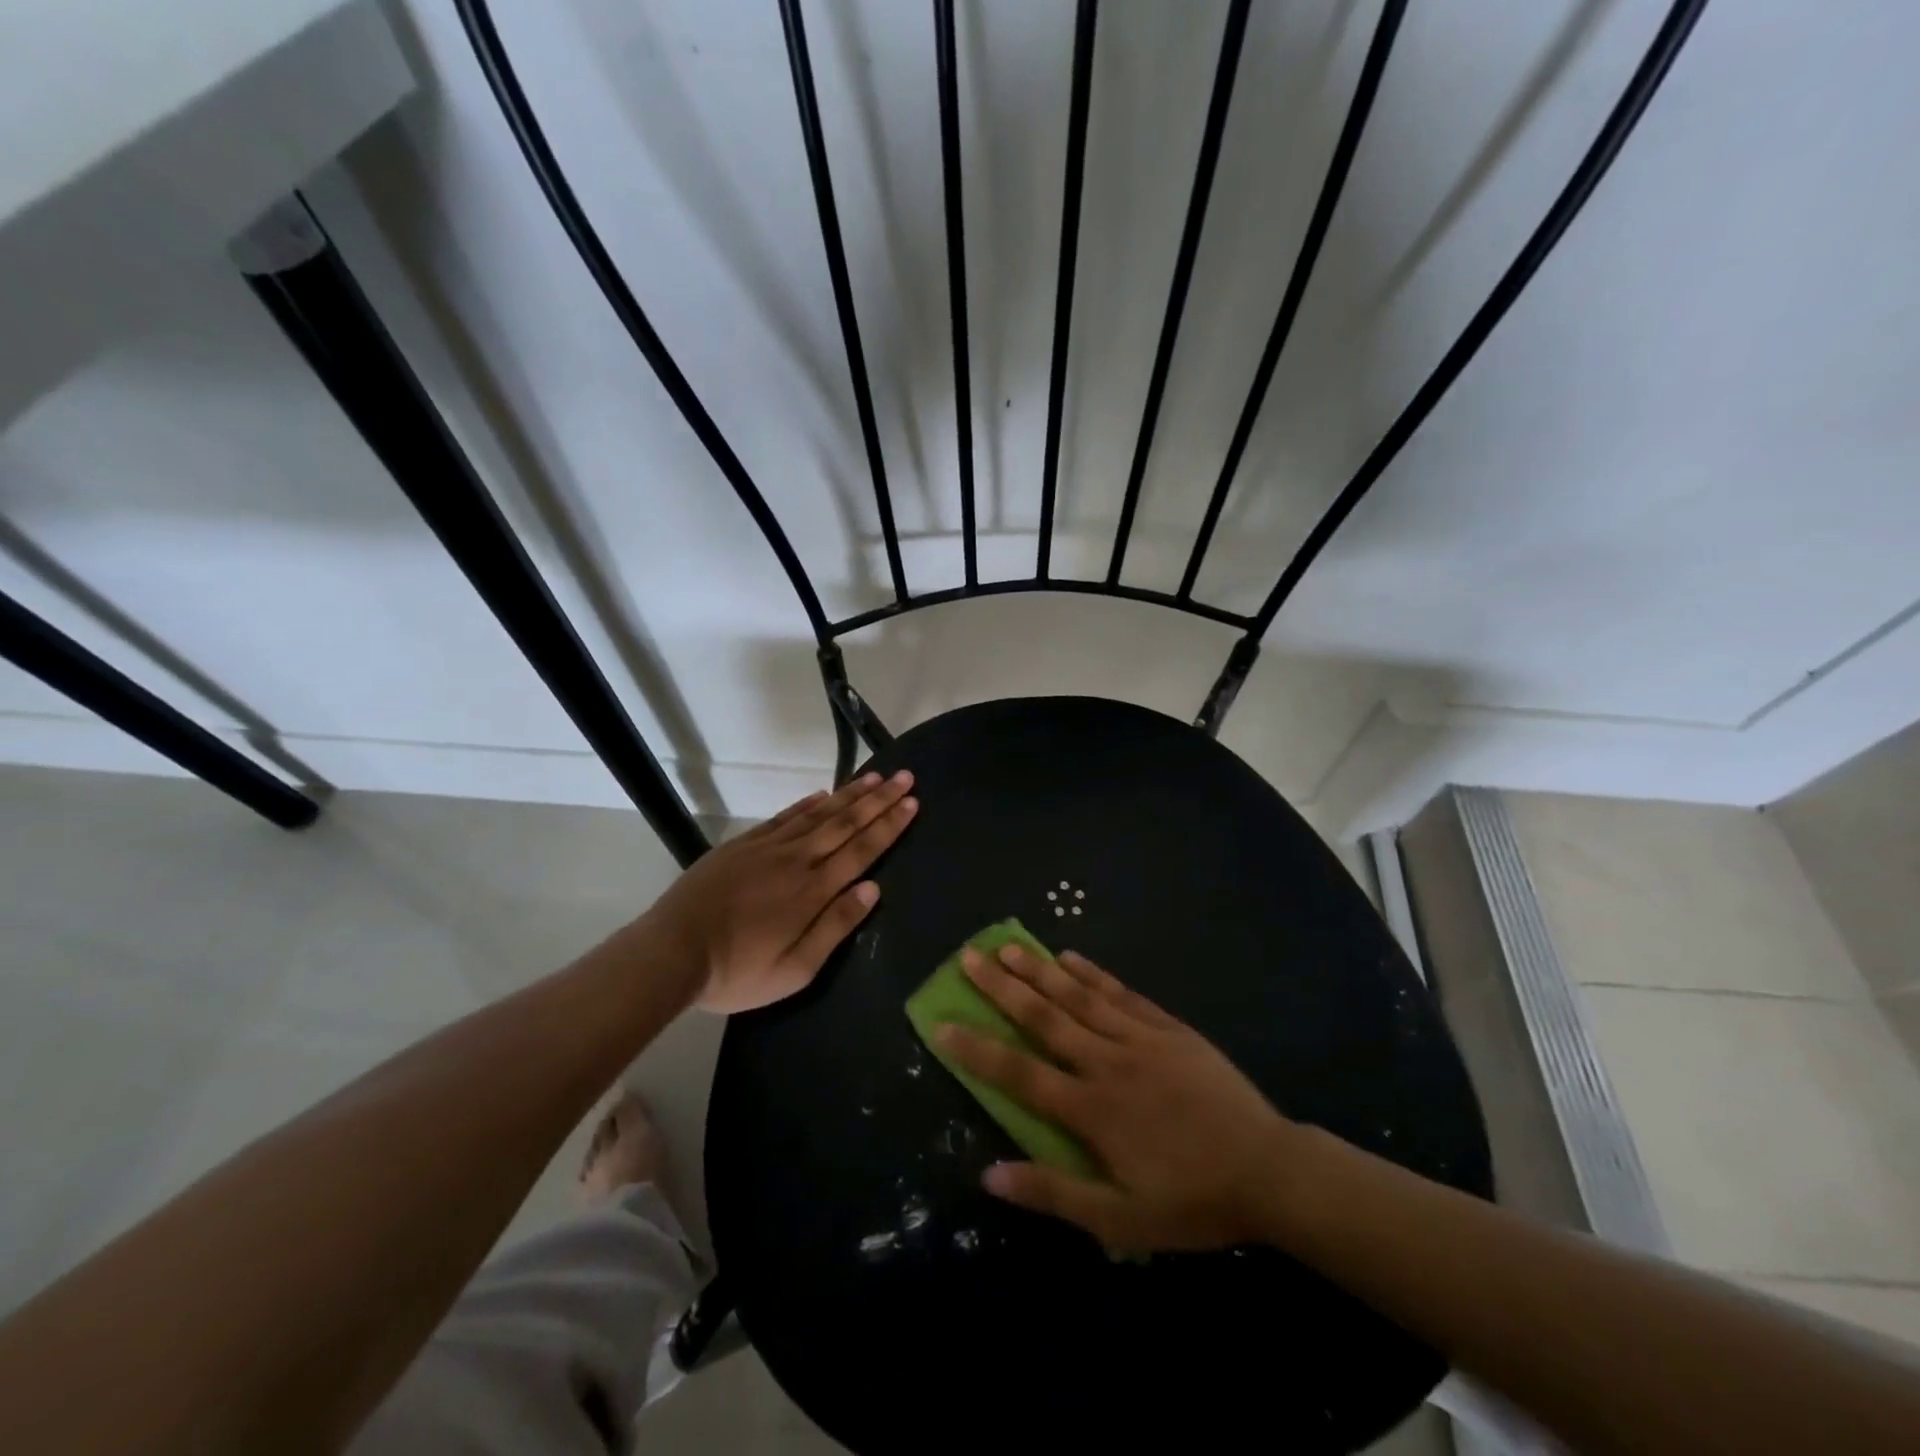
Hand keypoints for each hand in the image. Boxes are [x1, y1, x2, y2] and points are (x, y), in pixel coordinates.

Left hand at [643, 771, 916, 1012]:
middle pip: (845, 823)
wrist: (672, 952)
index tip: (912, 802)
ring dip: (849, 795)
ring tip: (874, 778)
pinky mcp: (743, 844)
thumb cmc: (737, 971)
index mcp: (813, 892)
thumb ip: (835, 927)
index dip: (888, 826)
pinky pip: (784, 817)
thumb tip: (873, 889)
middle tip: (904, 777)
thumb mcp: (794, 970)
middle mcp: (796, 860)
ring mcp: (768, 848)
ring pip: (818, 814)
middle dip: (878, 800)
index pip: (861, 850)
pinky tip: (823, 794)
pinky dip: (807, 803)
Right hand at [938, 944, 1297, 1253]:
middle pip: (1045, 1018)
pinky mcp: (1168, 1028)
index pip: (1020, 1073)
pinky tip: (1071, 956)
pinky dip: (1094, 973)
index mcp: (1091, 1109)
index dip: (977, 1048)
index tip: (942, 1024)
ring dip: (1041, 970)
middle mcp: (1107, 1062)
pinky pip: (1122, 993)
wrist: (1268, 1170)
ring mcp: (1140, 1038)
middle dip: (1003, 987)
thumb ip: (1055, 1193)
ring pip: (1080, 997)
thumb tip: (990, 1176)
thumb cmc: (1192, 1200)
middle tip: (969, 957)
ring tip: (1009, 945)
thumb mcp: (1121, 1220)